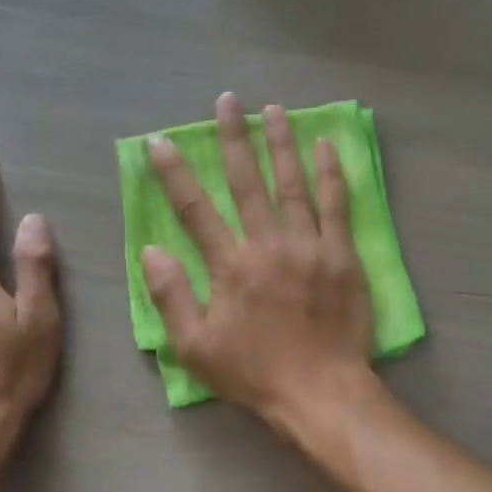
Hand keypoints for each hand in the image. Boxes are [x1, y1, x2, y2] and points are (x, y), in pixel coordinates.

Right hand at [143, 94, 373, 423]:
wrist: (320, 390)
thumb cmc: (254, 373)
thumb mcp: (195, 347)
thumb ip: (171, 296)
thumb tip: (150, 251)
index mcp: (230, 266)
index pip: (195, 210)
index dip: (174, 173)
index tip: (161, 142)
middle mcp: (267, 244)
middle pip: (246, 181)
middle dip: (234, 138)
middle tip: (228, 102)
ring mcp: (308, 246)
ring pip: (292, 183)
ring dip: (281, 143)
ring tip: (274, 109)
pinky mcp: (341, 255)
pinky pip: (337, 205)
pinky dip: (331, 174)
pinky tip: (326, 146)